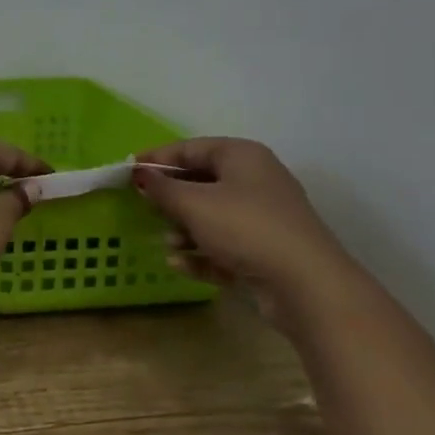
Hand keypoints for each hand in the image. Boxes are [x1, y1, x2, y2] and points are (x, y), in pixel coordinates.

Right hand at [132, 137, 362, 328]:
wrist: (307, 286)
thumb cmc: (244, 228)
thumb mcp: (193, 203)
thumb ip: (161, 188)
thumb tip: (140, 175)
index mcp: (241, 156)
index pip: (190, 148)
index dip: (156, 158)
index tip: (128, 172)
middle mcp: (255, 181)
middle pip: (201, 182)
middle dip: (171, 198)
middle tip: (146, 208)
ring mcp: (263, 218)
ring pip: (212, 216)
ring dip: (184, 229)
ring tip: (169, 243)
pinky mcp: (266, 252)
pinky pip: (224, 246)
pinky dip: (201, 253)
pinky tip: (180, 264)